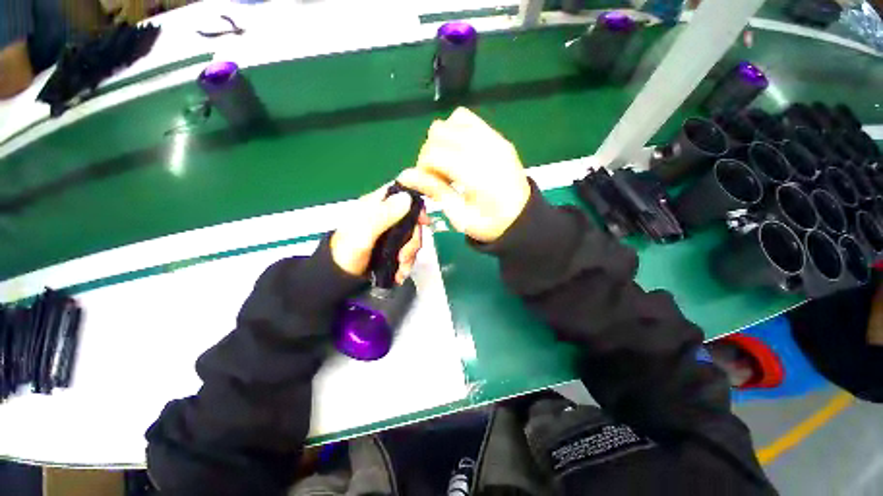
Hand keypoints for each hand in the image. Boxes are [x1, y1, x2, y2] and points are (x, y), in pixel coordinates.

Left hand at [331, 185, 429, 283]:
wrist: (340, 277)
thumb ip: (384, 215)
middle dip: (413, 240)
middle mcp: (386, 216)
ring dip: (410, 254)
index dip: (416, 203)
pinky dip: (408, 262)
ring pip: (412, 236)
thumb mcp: (364, 232)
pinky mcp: (393, 247)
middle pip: (412, 219)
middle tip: (404, 255)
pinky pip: (409, 250)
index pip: (400, 193)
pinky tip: (401, 272)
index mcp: (376, 205)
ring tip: (401, 267)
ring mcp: (391, 233)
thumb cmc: (347, 252)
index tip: (423, 221)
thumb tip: (407, 197)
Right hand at [398, 107, 530, 242]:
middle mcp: (486, 149)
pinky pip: (468, 119)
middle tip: (437, 176)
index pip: (434, 154)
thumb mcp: (460, 216)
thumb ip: (435, 191)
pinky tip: (459, 152)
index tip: (427, 184)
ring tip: (449, 163)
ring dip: (442, 141)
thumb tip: (404, 175)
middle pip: (439, 132)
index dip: (422, 168)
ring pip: (452, 121)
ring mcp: (495, 139)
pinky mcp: (498, 136)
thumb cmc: (489, 224)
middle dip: (430, 153)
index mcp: (477, 174)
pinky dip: (456, 131)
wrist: (522, 219)